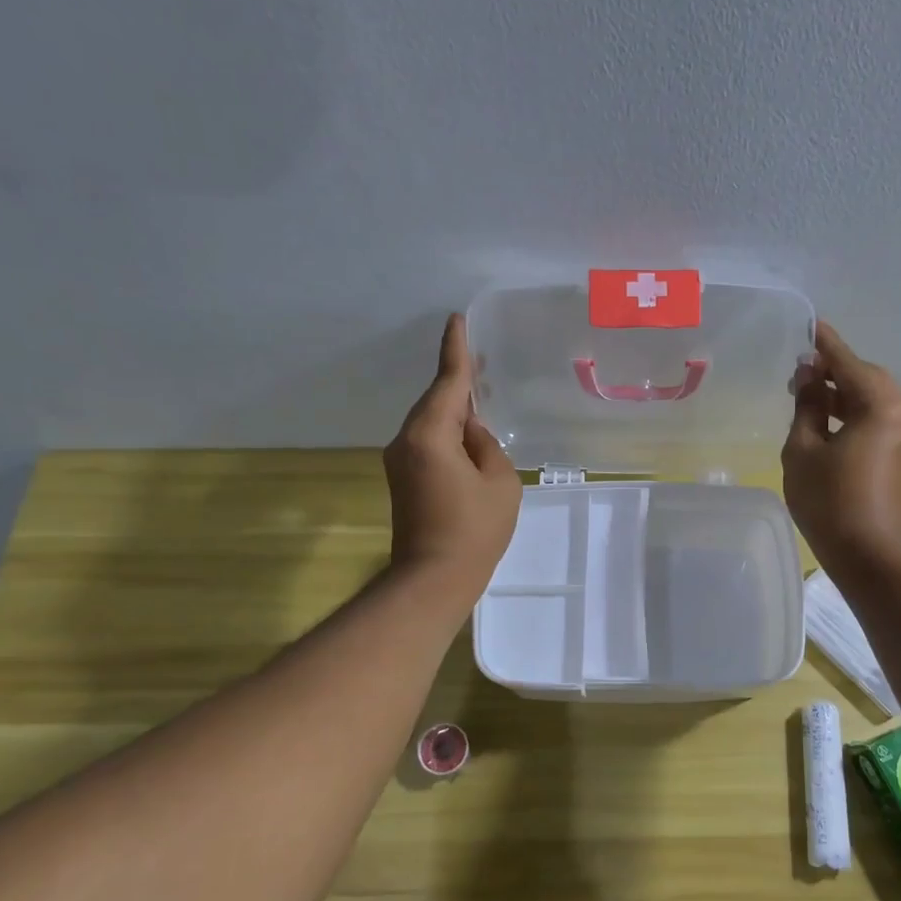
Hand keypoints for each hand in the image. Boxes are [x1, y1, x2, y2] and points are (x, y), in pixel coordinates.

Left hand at [384, 314, 521, 598]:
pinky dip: (447, 434)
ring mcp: (400, 461)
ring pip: (431, 423)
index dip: (455, 350)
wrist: (433, 579)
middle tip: (482, 364)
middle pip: (435, 402)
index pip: (447, 383)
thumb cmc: (474, 530)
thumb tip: (472, 435)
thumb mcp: (501, 481)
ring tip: (481, 404)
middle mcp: (406, 440)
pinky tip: (467, 439)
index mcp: (430, 435)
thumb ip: (488, 446)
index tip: (456, 320)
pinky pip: (427, 442)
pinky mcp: (403, 479)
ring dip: (453, 413)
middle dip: (457, 385)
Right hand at [782, 321, 900, 574]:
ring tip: (809, 394)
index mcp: (880, 407)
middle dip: (836, 370)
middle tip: (802, 370)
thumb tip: (809, 378)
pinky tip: (826, 421)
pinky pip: (876, 420)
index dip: (826, 345)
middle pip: (868, 378)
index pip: (849, 363)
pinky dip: (853, 413)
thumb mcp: (804, 449)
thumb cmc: (829, 500)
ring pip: (873, 400)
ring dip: (844, 393)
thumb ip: (807, 406)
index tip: (811, 326)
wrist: (868, 554)